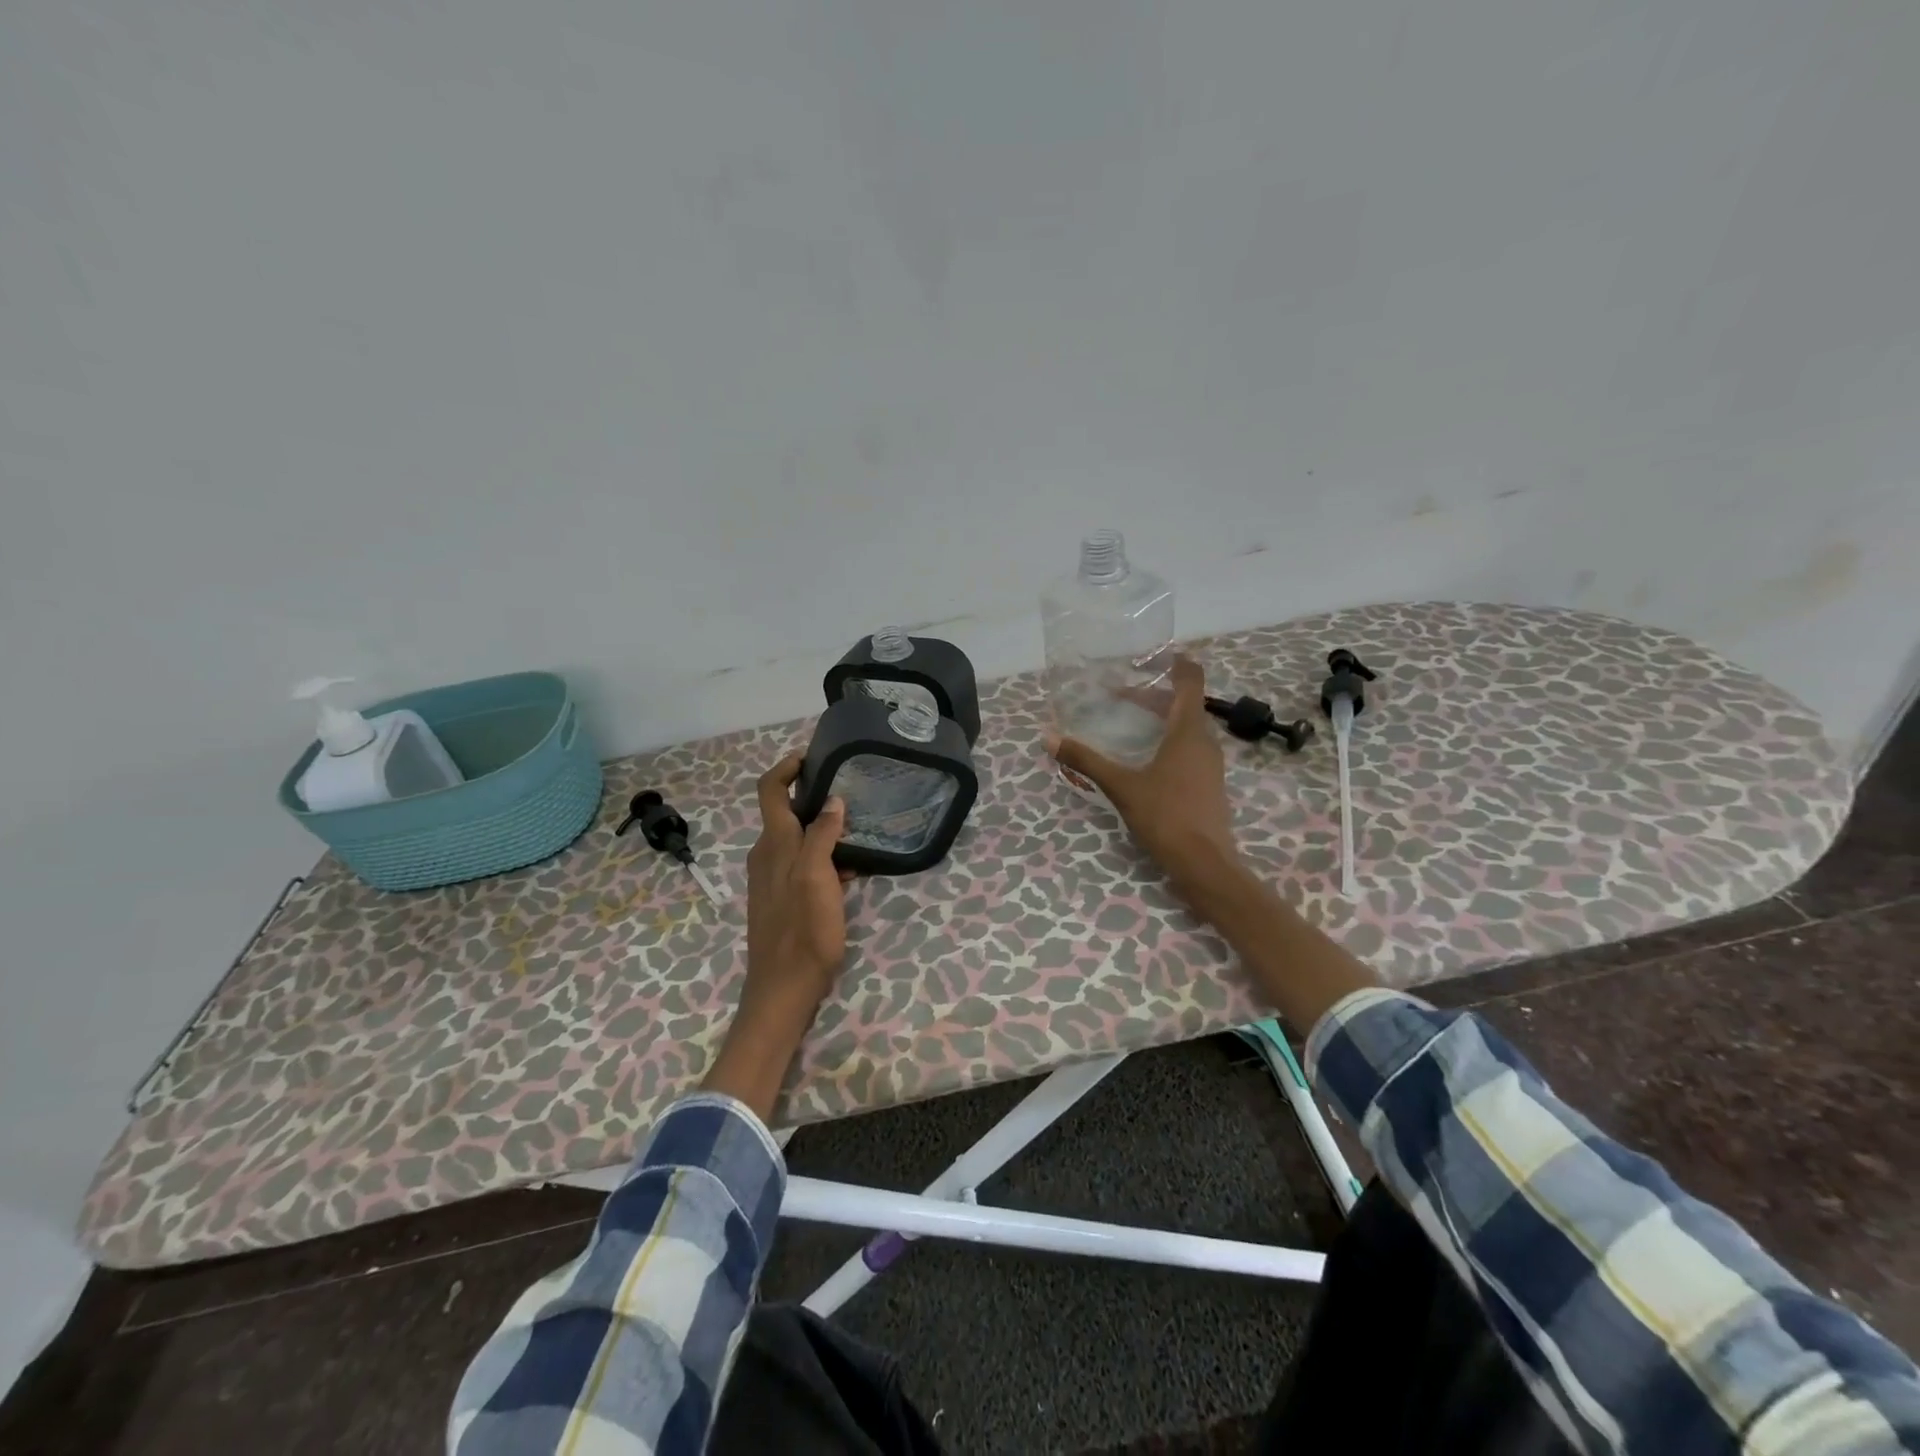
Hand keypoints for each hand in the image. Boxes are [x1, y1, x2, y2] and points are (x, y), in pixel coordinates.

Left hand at [702, 754, 850, 1119]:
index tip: (814, 757)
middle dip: (814, 798)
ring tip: (859, 831)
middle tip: (851, 792)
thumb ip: (822, 836)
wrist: (783, 988)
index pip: (770, 790)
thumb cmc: (802, 930)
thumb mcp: (817, 877)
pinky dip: (825, 859)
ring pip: (798, 840)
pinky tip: (851, 872)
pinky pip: (803, 865)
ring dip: (824, 831)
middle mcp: (767, 855)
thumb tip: (832, 800)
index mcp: (773, 844)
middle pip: (786, 813)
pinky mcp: (783, 899)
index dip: (787, 767)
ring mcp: (773, 879)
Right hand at [1047, 657, 1242, 899]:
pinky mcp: (1208, 783)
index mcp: (1188, 731)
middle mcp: (1204, 741)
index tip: (1152, 654)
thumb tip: (1048, 737)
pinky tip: (1146, 755)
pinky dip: (1168, 739)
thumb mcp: (1120, 786)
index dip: (1176, 662)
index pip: (1191, 680)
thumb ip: (1086, 759)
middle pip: (1185, 703)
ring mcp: (1210, 764)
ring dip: (1161, 717)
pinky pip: (1189, 747)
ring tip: (1130, 719)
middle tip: (1119, 692)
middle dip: (1153, 694)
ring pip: (1187, 727)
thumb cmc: (1165, 816)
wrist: (1204, 863)